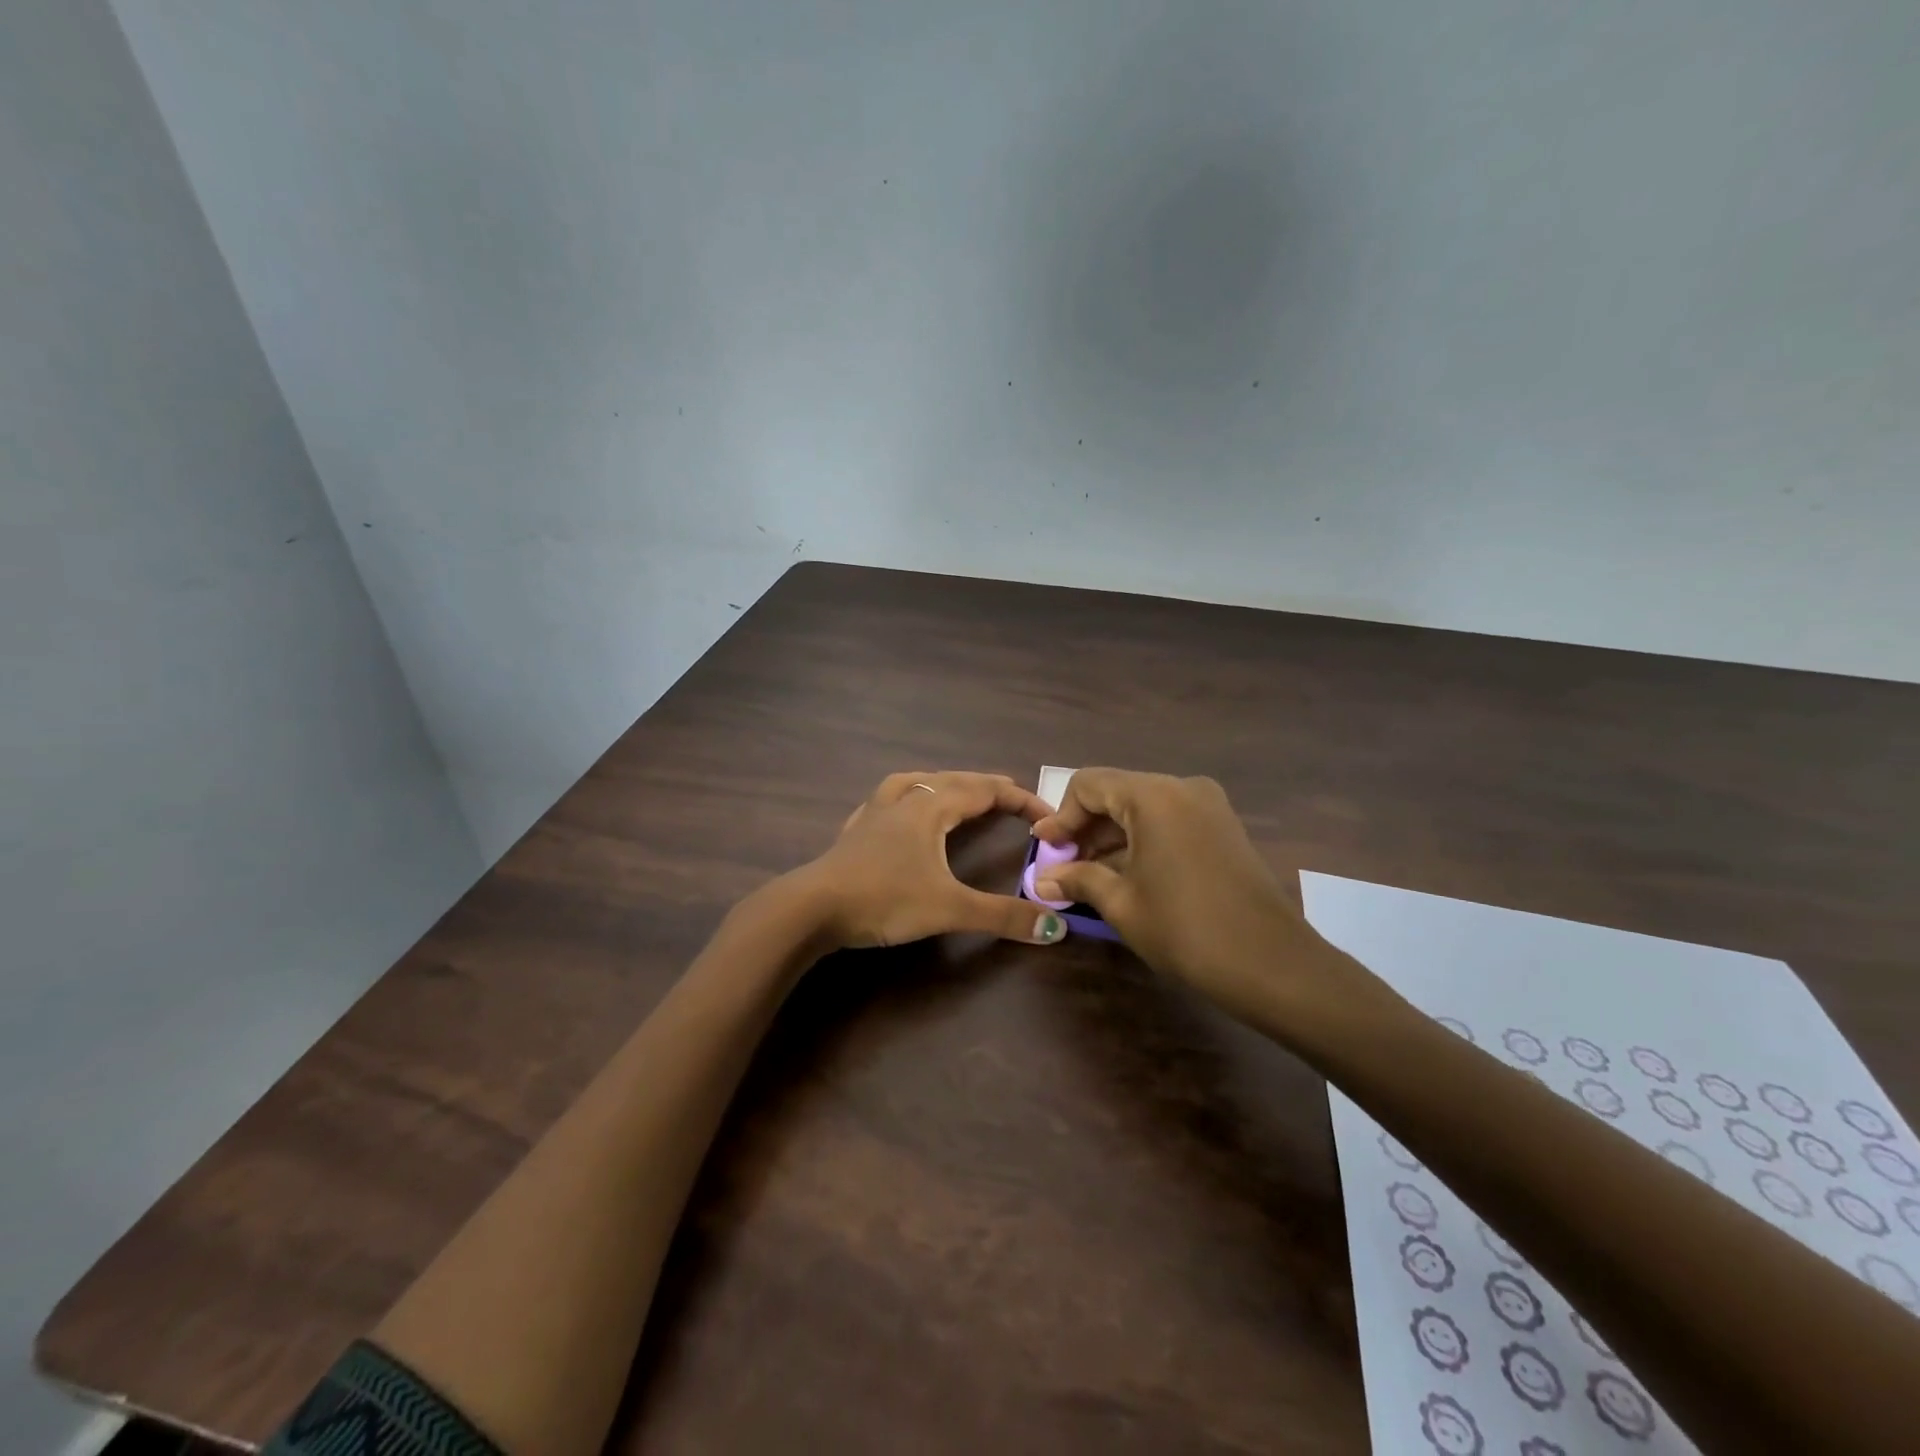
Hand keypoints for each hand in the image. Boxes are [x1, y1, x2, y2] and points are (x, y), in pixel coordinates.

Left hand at [789, 772, 1071, 950]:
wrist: (812, 907)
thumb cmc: (884, 899)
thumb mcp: (949, 909)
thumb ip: (1002, 916)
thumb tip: (1056, 929)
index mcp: (931, 808)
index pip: (985, 790)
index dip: (1020, 799)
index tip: (1048, 814)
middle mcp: (905, 800)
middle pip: (954, 781)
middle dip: (987, 787)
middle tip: (1013, 797)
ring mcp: (875, 812)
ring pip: (918, 783)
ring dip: (946, 784)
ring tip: (959, 791)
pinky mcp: (856, 830)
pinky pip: (889, 799)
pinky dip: (909, 797)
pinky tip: (902, 810)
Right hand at [1031, 769, 1352, 1029]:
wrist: (1272, 964)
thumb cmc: (1185, 929)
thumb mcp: (1122, 904)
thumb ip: (1079, 879)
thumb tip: (1043, 879)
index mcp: (1153, 795)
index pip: (1089, 784)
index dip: (1060, 816)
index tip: (1044, 849)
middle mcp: (1182, 787)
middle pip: (1117, 792)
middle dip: (1086, 828)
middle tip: (1063, 865)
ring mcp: (1209, 806)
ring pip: (1144, 808)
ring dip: (1113, 836)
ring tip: (1090, 875)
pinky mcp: (1224, 827)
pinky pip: (1170, 820)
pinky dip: (1142, 840)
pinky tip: (1127, 874)